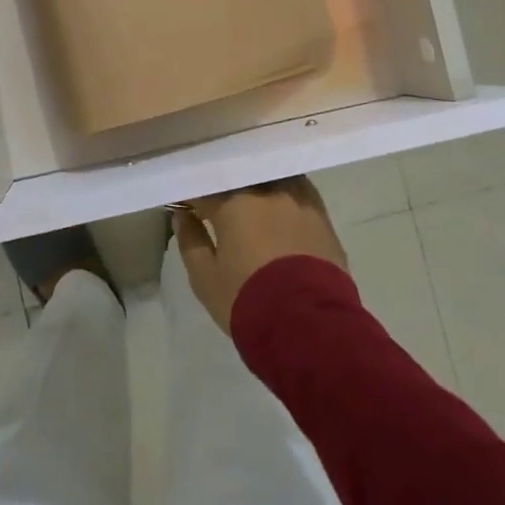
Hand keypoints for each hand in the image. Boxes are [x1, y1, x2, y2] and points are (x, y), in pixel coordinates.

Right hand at [173, 175, 347, 333]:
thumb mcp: (205, 278)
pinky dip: (283, 194)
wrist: (310, 327)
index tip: (185, 205)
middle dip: (225, 187)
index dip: (192, 195)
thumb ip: (191, 241)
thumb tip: (182, 216)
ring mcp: (297, 198)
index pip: (204, 187)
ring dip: (257, 186)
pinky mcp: (321, 214)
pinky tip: (279, 206)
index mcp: (232, 203)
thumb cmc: (248, 301)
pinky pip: (297, 190)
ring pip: (270, 178)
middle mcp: (265, 190)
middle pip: (239, 177)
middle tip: (217, 205)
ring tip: (251, 203)